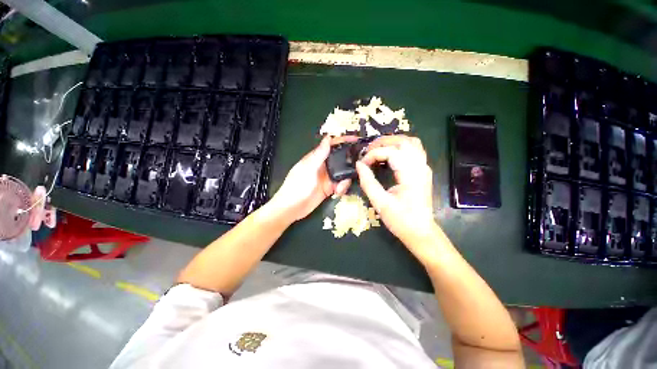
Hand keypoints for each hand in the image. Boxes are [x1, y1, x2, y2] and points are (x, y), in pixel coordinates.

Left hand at [268, 136, 354, 222]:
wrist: (292, 208)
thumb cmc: (297, 186)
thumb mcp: (308, 168)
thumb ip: (319, 154)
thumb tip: (328, 138)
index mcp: (316, 158)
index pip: (331, 146)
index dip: (343, 141)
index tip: (356, 140)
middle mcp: (323, 166)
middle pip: (340, 159)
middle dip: (349, 162)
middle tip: (360, 165)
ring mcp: (327, 178)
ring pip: (342, 173)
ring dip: (345, 179)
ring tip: (340, 188)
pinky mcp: (329, 188)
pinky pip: (340, 185)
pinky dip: (342, 188)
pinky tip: (337, 192)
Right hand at [356, 135, 436, 253]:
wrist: (420, 232)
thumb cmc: (401, 220)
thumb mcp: (380, 203)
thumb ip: (368, 182)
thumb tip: (359, 165)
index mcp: (411, 174)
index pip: (391, 152)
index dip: (373, 154)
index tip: (362, 164)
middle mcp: (420, 166)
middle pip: (403, 141)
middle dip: (383, 142)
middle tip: (367, 150)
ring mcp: (424, 167)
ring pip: (411, 142)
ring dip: (393, 142)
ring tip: (377, 149)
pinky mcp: (423, 171)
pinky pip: (414, 150)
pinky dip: (400, 147)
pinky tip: (390, 154)